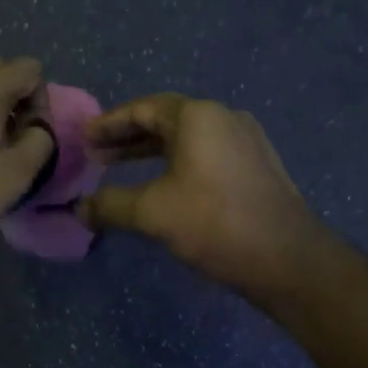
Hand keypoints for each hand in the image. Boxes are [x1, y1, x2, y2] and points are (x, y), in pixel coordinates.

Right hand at [79, 94, 322, 295]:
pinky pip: (206, 153)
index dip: (110, 123)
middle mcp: (224, 118)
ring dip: (151, 151)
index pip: (143, 108)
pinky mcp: (257, 166)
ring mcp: (246, 141)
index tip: (85, 138)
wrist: (289, 259)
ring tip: (121, 169)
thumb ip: (111, 206)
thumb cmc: (215, 223)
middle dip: (128, 136)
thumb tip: (79, 210)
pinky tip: (163, 186)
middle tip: (97, 155)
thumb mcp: (153, 213)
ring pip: (187, 138)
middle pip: (165, 119)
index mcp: (199, 117)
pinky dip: (177, 162)